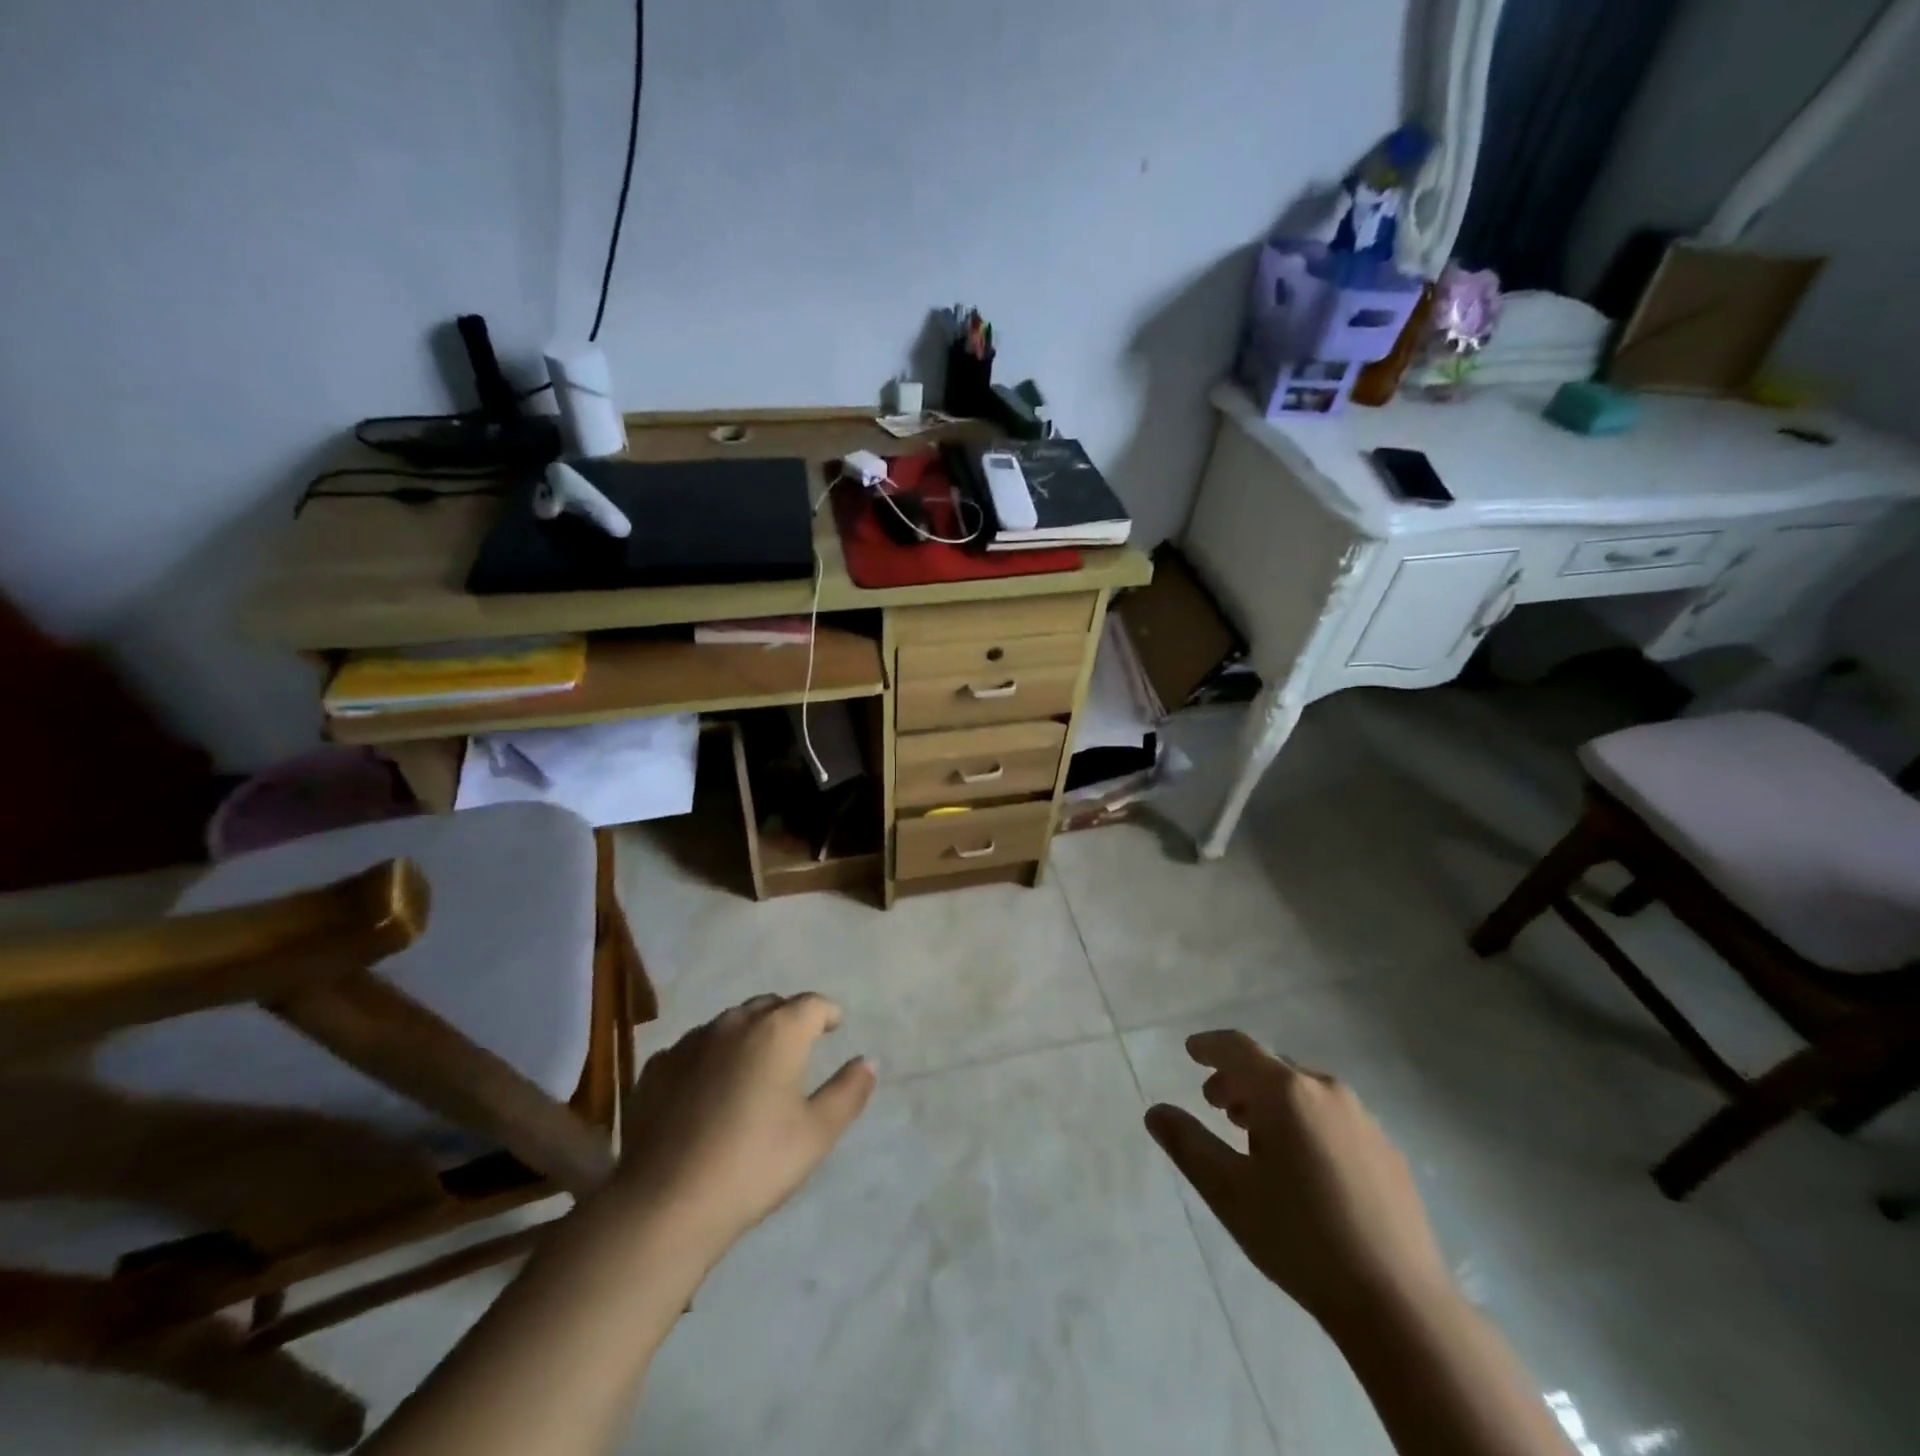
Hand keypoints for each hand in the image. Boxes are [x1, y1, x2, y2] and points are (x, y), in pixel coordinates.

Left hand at [613, 994, 875, 1266]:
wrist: (664, 1204)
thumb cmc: (753, 1164)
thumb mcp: (816, 1134)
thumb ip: (848, 1091)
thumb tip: (868, 1061)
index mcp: (778, 1031)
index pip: (812, 1004)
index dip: (827, 1013)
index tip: (834, 1027)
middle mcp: (734, 1024)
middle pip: (769, 1006)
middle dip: (788, 1019)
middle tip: (798, 1046)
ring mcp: (690, 1043)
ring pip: (729, 1024)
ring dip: (748, 1035)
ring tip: (754, 1066)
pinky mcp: (657, 1068)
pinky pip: (694, 1049)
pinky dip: (710, 1057)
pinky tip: (708, 1088)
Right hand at [1145, 1030, 1452, 1333]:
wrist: (1398, 1305)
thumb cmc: (1300, 1238)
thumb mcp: (1228, 1192)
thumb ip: (1187, 1144)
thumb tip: (1156, 1111)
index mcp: (1286, 1092)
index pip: (1239, 1048)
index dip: (1210, 1047)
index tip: (1191, 1051)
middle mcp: (1327, 1091)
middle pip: (1272, 1069)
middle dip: (1239, 1080)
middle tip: (1216, 1106)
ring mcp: (1364, 1121)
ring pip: (1304, 1093)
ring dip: (1272, 1102)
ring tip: (1254, 1137)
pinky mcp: (1388, 1152)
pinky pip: (1333, 1118)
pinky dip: (1305, 1123)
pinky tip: (1303, 1167)